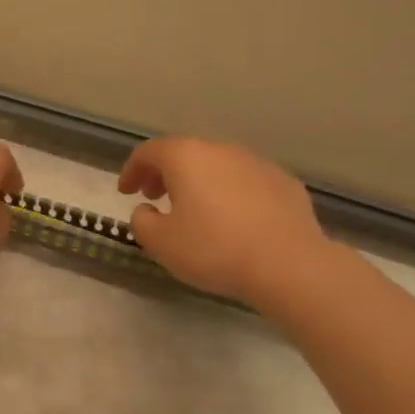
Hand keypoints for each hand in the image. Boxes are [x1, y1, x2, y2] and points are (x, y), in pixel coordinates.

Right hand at [117, 137, 332, 306]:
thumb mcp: (161, 244)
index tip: (126, 191)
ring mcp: (256, 163)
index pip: (149, 152)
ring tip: (195, 210)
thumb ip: (142, 222)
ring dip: (200, 182)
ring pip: (217, 165)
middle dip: (165, 173)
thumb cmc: (214, 249)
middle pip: (184, 153)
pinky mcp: (284, 182)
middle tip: (155, 197)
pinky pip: (246, 182)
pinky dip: (231, 193)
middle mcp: (221, 150)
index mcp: (186, 157)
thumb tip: (146, 210)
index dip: (132, 170)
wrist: (288, 264)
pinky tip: (234, 220)